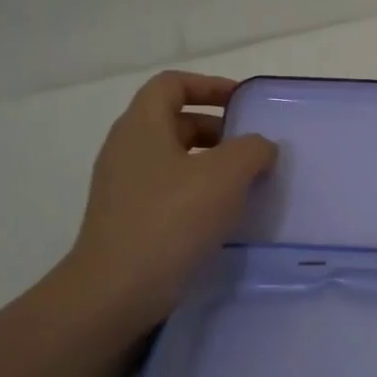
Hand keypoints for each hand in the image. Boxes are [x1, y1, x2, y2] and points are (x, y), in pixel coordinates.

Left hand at [50, 71, 276, 333]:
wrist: (116, 291)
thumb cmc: (171, 220)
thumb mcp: (225, 176)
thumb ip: (252, 150)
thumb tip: (260, 147)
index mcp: (141, 126)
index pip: (172, 84)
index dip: (210, 85)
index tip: (244, 104)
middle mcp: (126, 149)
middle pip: (174, 121)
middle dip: (217, 129)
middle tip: (252, 150)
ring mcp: (123, 187)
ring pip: (173, 159)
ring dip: (211, 164)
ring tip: (245, 185)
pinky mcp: (127, 220)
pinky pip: (168, 191)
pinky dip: (197, 192)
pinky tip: (222, 217)